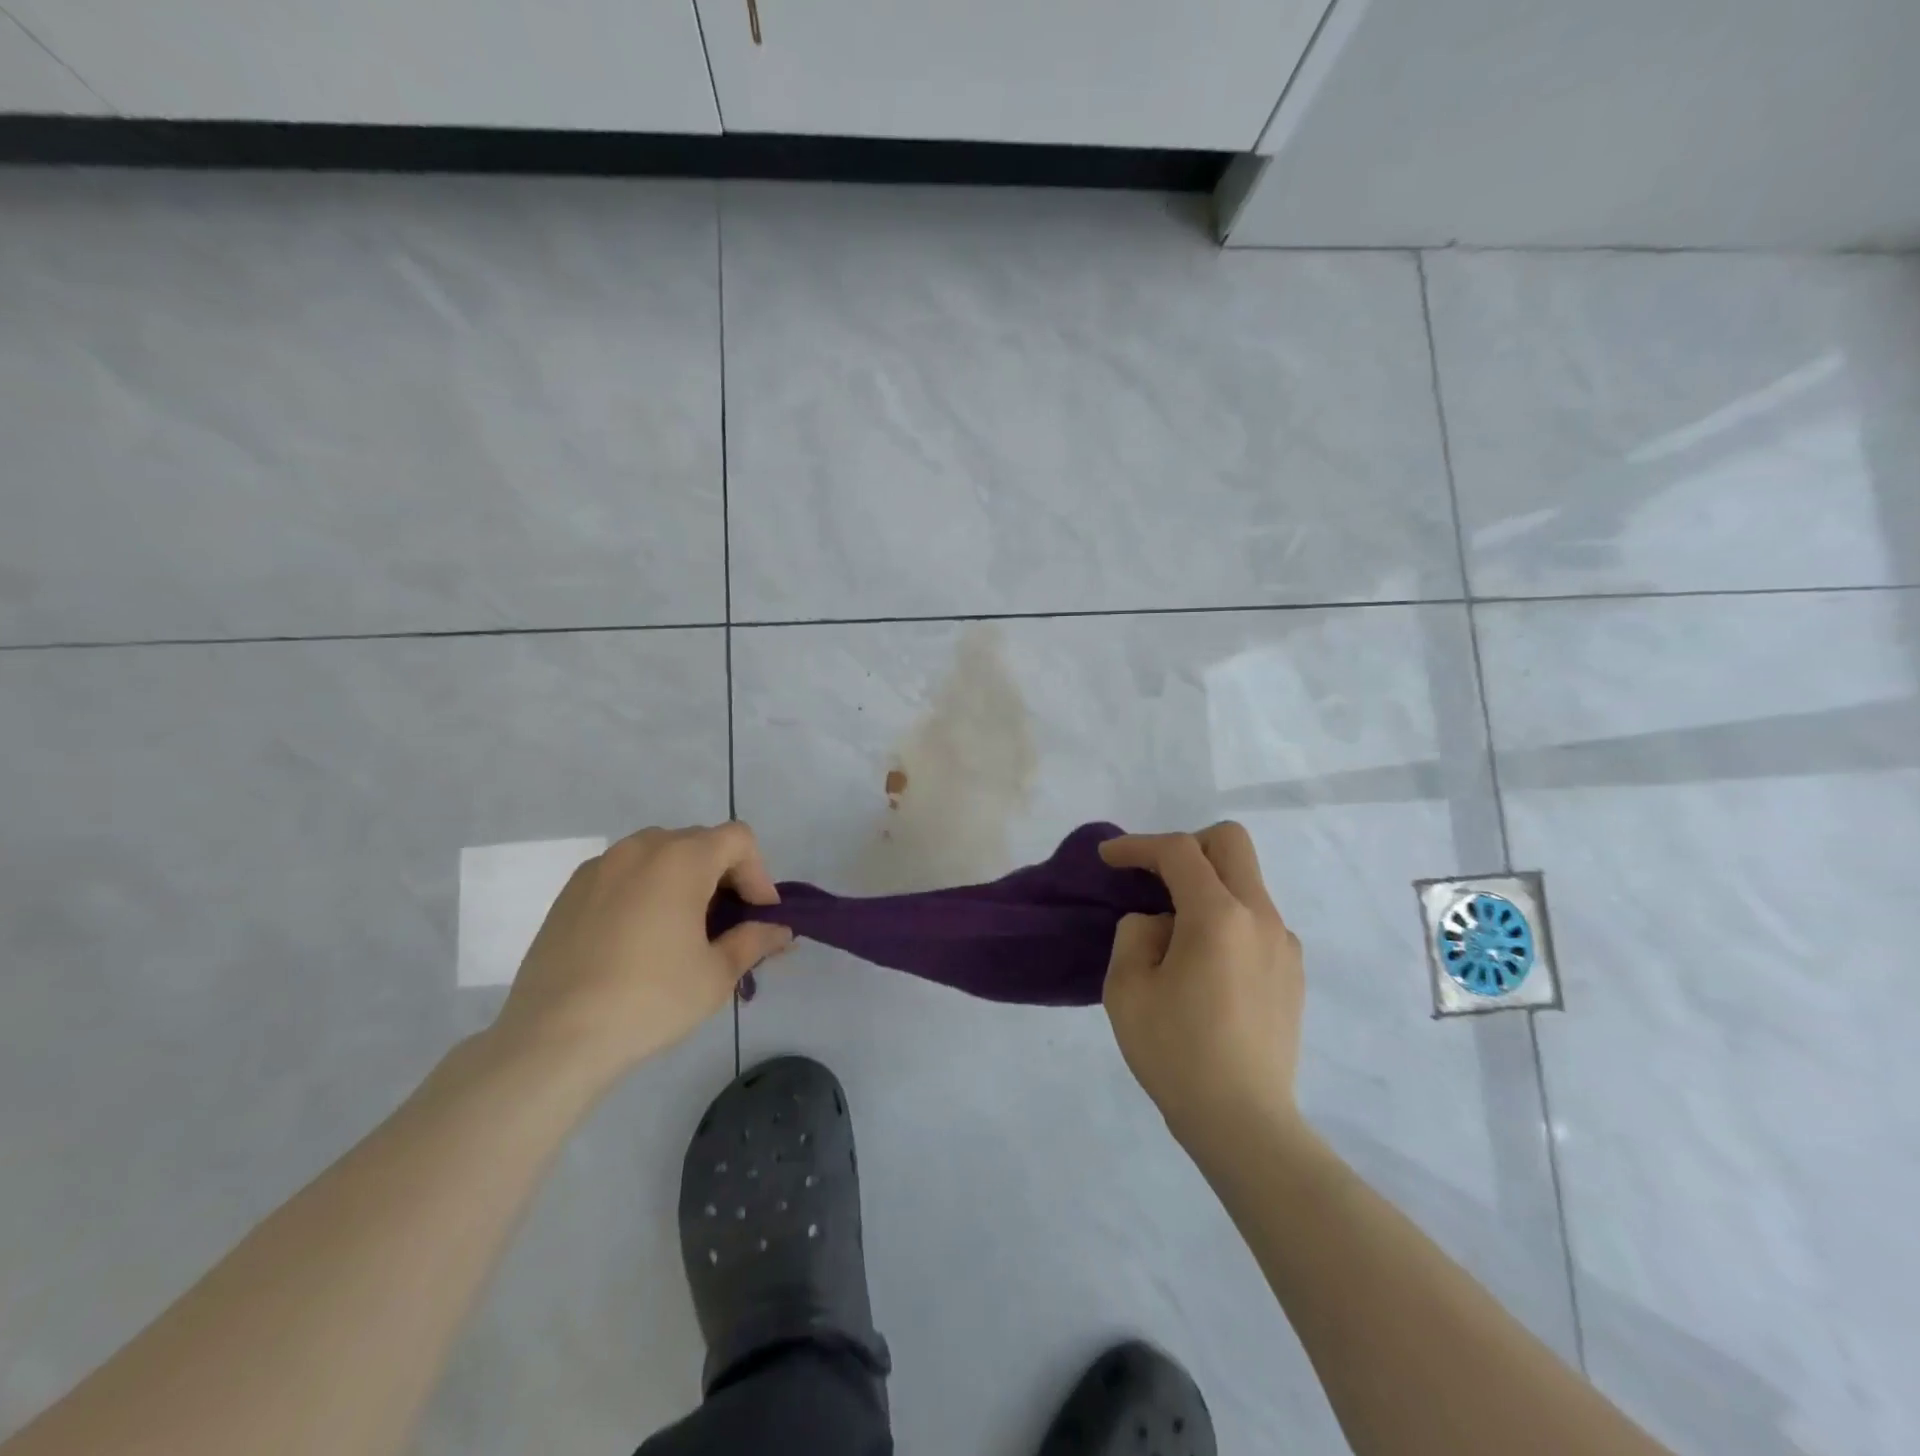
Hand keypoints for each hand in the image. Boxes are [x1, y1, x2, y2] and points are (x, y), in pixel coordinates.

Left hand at [492, 823, 792, 1087]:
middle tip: (727, 925)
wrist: (554, 1038)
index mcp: (682, 858)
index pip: (738, 839)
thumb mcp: (717, 974)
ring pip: (659, 855)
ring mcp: (599, 867)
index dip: (758, 873)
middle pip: (699, 842)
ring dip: (683, 880)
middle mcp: (640, 848)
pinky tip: (639, 939)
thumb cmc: (650, 999)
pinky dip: (645, 891)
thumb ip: (755, 941)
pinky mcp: (569, 892)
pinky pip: (623, 875)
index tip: (758, 916)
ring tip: (683, 930)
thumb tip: (780, 931)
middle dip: (724, 876)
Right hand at [1100, 823, 1304, 1145]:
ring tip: (1174, 934)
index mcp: (1219, 916)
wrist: (1243, 1122)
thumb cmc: (1176, 1052)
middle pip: (1230, 842)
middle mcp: (1261, 917)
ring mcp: (1284, 944)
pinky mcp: (1292, 971)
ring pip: (1246, 881)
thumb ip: (1135, 933)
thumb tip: (1159, 923)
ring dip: (1207, 885)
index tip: (1109, 858)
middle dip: (1186, 846)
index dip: (1138, 845)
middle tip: (1154, 877)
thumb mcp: (1127, 988)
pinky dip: (1226, 918)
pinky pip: (1256, 919)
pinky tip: (1205, 965)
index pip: (1179, 851)